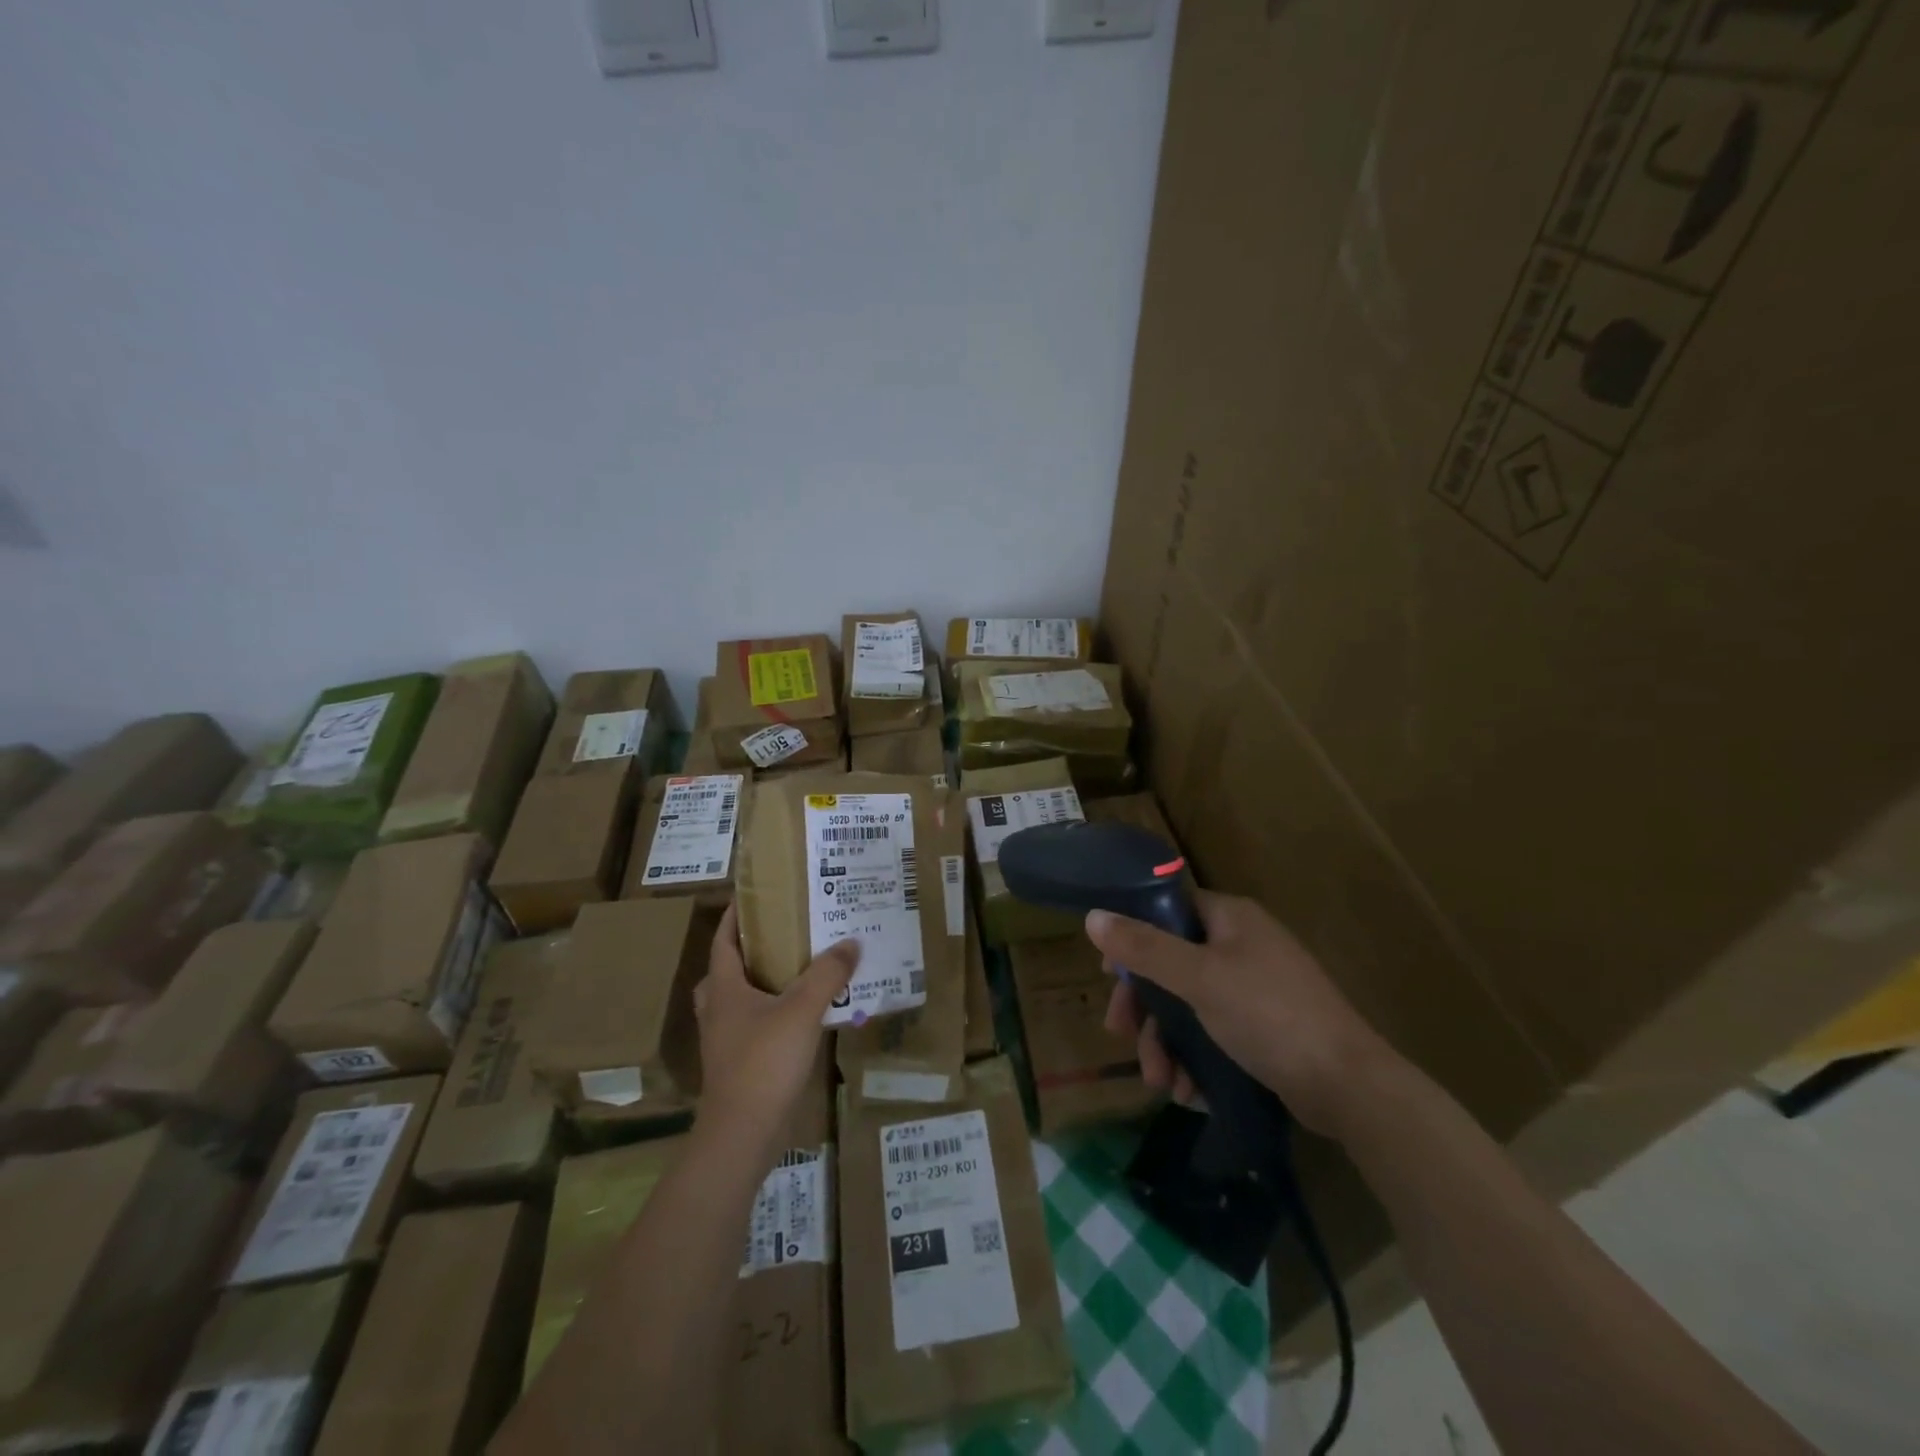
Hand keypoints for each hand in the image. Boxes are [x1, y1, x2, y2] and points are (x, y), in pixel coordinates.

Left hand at [694, 903, 858, 1151]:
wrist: (742, 1134)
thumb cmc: (764, 1061)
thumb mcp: (802, 1010)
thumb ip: (827, 973)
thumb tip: (851, 941)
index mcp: (723, 987)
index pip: (724, 939)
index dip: (736, 915)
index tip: (756, 894)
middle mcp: (718, 1009)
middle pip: (727, 968)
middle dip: (751, 948)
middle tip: (784, 932)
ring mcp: (725, 1039)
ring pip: (739, 998)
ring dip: (762, 981)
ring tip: (797, 968)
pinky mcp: (737, 1063)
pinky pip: (753, 1023)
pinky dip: (772, 1011)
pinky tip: (801, 1013)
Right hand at [1090, 890, 1391, 1138]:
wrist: (1349, 1086)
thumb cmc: (1269, 1015)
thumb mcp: (1199, 978)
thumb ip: (1144, 948)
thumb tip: (1092, 917)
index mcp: (1230, 919)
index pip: (1167, 911)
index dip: (1133, 936)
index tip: (1109, 973)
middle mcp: (1242, 945)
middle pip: (1172, 964)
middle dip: (1146, 1007)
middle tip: (1121, 1034)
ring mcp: (1255, 988)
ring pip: (1190, 1005)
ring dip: (1167, 1044)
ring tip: (1162, 1084)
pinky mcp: (1264, 1028)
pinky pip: (1214, 1033)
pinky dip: (1196, 1059)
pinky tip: (1190, 1092)